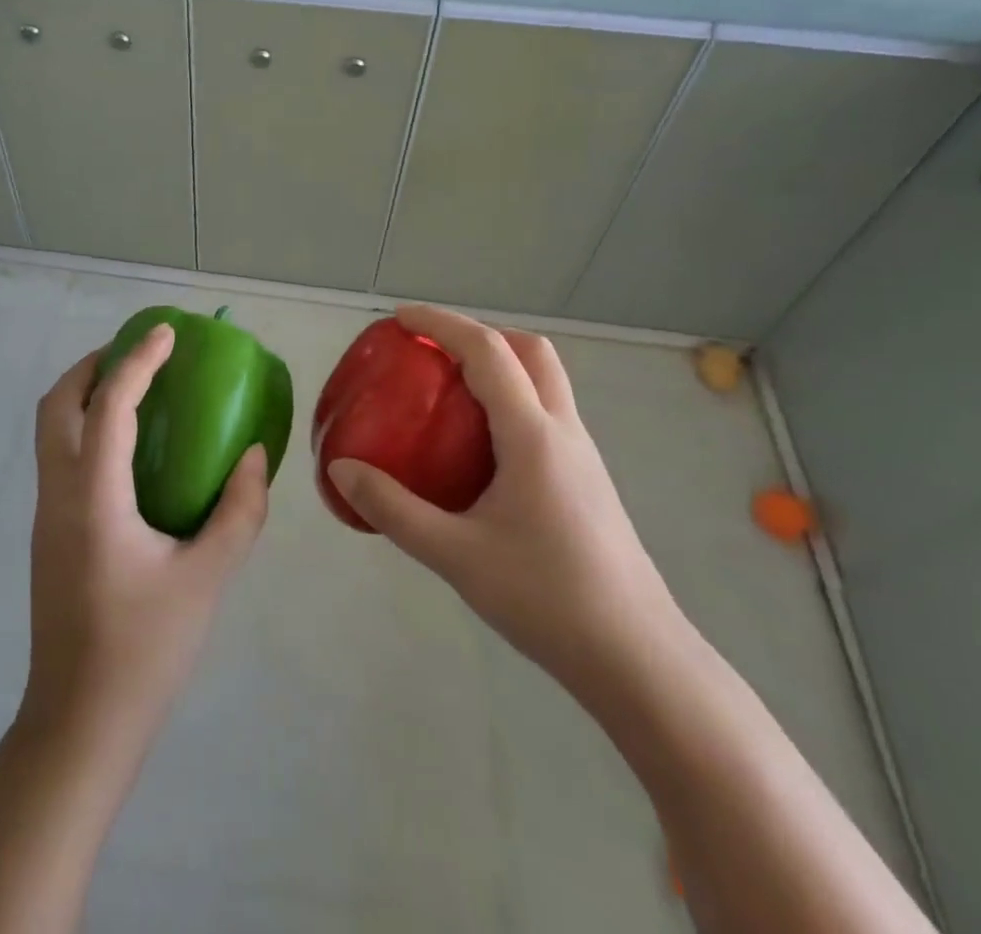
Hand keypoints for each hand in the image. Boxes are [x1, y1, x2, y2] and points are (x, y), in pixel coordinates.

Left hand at [24, 324, 269, 752]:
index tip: (166, 332)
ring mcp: (46, 514)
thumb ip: (238, 511)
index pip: (109, 405)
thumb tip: (253, 456)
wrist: (79, 724)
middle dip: (93, 365)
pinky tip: (129, 449)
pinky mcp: (48, 533)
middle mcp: (58, 493)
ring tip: (135, 389)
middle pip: (56, 404)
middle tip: (139, 354)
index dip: (137, 361)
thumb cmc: (144, 649)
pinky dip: (85, 427)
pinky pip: (59, 455)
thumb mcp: (207, 578)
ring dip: (85, 393)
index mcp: (93, 497)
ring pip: (50, 429)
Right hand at [326, 304, 684, 693]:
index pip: (487, 350)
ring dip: (500, 365)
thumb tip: (341, 470)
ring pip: (545, 381)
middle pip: (530, 350)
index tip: (399, 319)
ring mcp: (582, 455)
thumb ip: (394, 509)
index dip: (441, 323)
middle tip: (432, 354)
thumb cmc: (547, 599)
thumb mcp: (456, 556)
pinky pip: (547, 413)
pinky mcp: (587, 480)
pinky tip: (480, 448)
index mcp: (533, 435)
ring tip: (449, 393)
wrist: (638, 660)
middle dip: (479, 334)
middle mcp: (563, 431)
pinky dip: (511, 401)